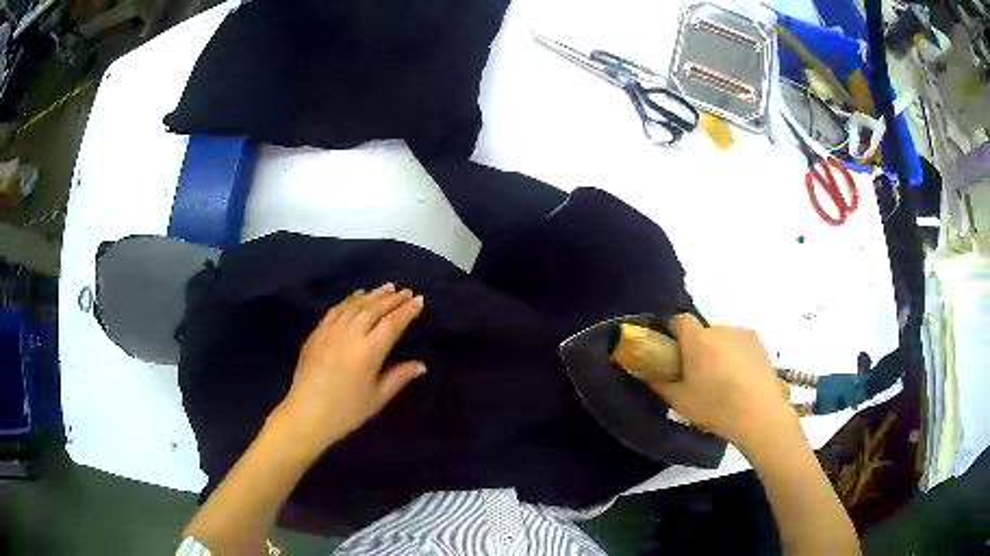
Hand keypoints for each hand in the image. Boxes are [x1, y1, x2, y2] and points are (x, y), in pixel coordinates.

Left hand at [271, 283, 425, 457]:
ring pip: (355, 305)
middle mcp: (350, 334)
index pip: (393, 323)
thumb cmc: (346, 411)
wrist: (306, 414)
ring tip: (386, 287)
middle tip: (406, 291)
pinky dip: (350, 300)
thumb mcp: (377, 398)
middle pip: (375, 308)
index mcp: (369, 351)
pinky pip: (336, 309)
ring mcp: (331, 330)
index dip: (407, 311)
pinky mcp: (317, 332)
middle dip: (392, 298)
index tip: (419, 300)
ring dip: (373, 294)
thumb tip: (420, 365)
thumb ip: (399, 377)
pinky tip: (356, 296)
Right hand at [647, 314, 798, 452]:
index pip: (679, 320)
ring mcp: (743, 334)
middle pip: (703, 332)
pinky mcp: (760, 343)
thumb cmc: (716, 407)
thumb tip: (644, 371)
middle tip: (699, 375)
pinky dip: (736, 355)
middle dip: (698, 347)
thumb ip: (659, 383)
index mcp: (698, 340)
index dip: (674, 333)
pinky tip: (741, 379)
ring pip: (723, 338)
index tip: (673, 352)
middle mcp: (720, 329)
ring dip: (718, 351)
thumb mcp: (680, 401)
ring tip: (724, 380)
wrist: (760, 413)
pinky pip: (740, 343)